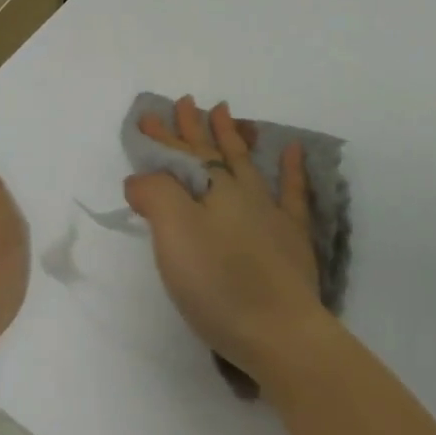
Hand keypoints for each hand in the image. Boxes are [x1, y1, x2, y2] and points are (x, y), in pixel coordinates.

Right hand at [126, 96, 328, 386]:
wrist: (280, 333)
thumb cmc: (219, 283)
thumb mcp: (173, 234)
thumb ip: (155, 195)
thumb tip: (142, 176)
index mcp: (211, 189)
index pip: (180, 155)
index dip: (162, 137)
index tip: (148, 116)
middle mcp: (240, 192)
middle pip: (211, 153)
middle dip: (193, 128)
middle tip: (185, 102)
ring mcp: (270, 213)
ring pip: (246, 163)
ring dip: (232, 137)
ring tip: (224, 111)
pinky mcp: (292, 239)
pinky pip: (292, 192)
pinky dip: (292, 168)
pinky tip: (293, 149)